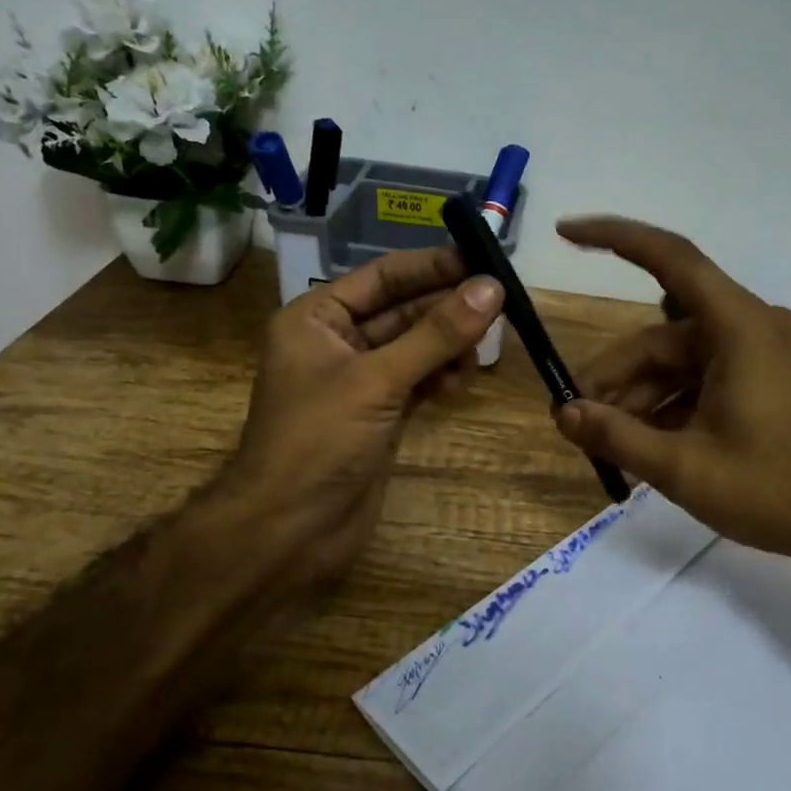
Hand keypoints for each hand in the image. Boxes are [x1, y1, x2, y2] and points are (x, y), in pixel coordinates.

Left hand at [204, 247, 503, 596]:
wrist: (290, 530)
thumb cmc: (320, 441)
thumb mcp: (378, 379)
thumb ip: (436, 334)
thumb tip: (491, 288)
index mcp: (317, 318)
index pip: (383, 276)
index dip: (432, 266)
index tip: (484, 260)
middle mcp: (337, 342)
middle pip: (403, 311)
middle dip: (447, 308)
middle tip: (500, 304)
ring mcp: (360, 382)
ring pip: (415, 348)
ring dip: (448, 346)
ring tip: (480, 352)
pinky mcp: (379, 415)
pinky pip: (418, 381)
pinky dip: (441, 378)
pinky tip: (462, 382)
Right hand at [554, 216, 790, 584]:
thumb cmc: (775, 491)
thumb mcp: (684, 468)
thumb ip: (618, 436)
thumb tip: (563, 414)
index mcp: (740, 328)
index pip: (670, 259)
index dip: (614, 238)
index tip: (567, 232)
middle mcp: (754, 325)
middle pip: (666, 335)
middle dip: (619, 373)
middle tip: (579, 415)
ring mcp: (767, 352)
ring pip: (684, 359)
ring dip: (644, 393)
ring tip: (607, 437)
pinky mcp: (773, 377)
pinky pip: (709, 376)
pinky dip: (676, 401)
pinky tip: (647, 439)